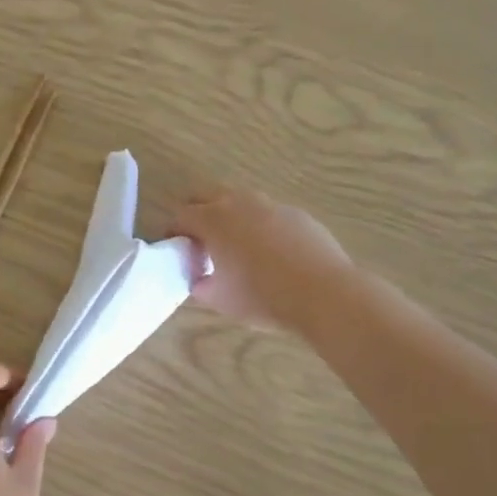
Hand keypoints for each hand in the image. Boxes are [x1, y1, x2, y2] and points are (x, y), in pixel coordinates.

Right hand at [173, 187, 352, 332]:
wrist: (324, 293)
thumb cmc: (262, 296)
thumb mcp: (220, 299)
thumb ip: (200, 284)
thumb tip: (199, 278)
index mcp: (213, 220)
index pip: (180, 215)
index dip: (172, 231)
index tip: (174, 249)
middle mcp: (239, 203)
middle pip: (206, 196)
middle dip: (197, 214)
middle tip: (199, 242)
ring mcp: (270, 205)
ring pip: (239, 201)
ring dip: (229, 216)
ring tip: (235, 246)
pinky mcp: (296, 213)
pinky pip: (267, 214)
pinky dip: (259, 226)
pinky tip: (270, 253)